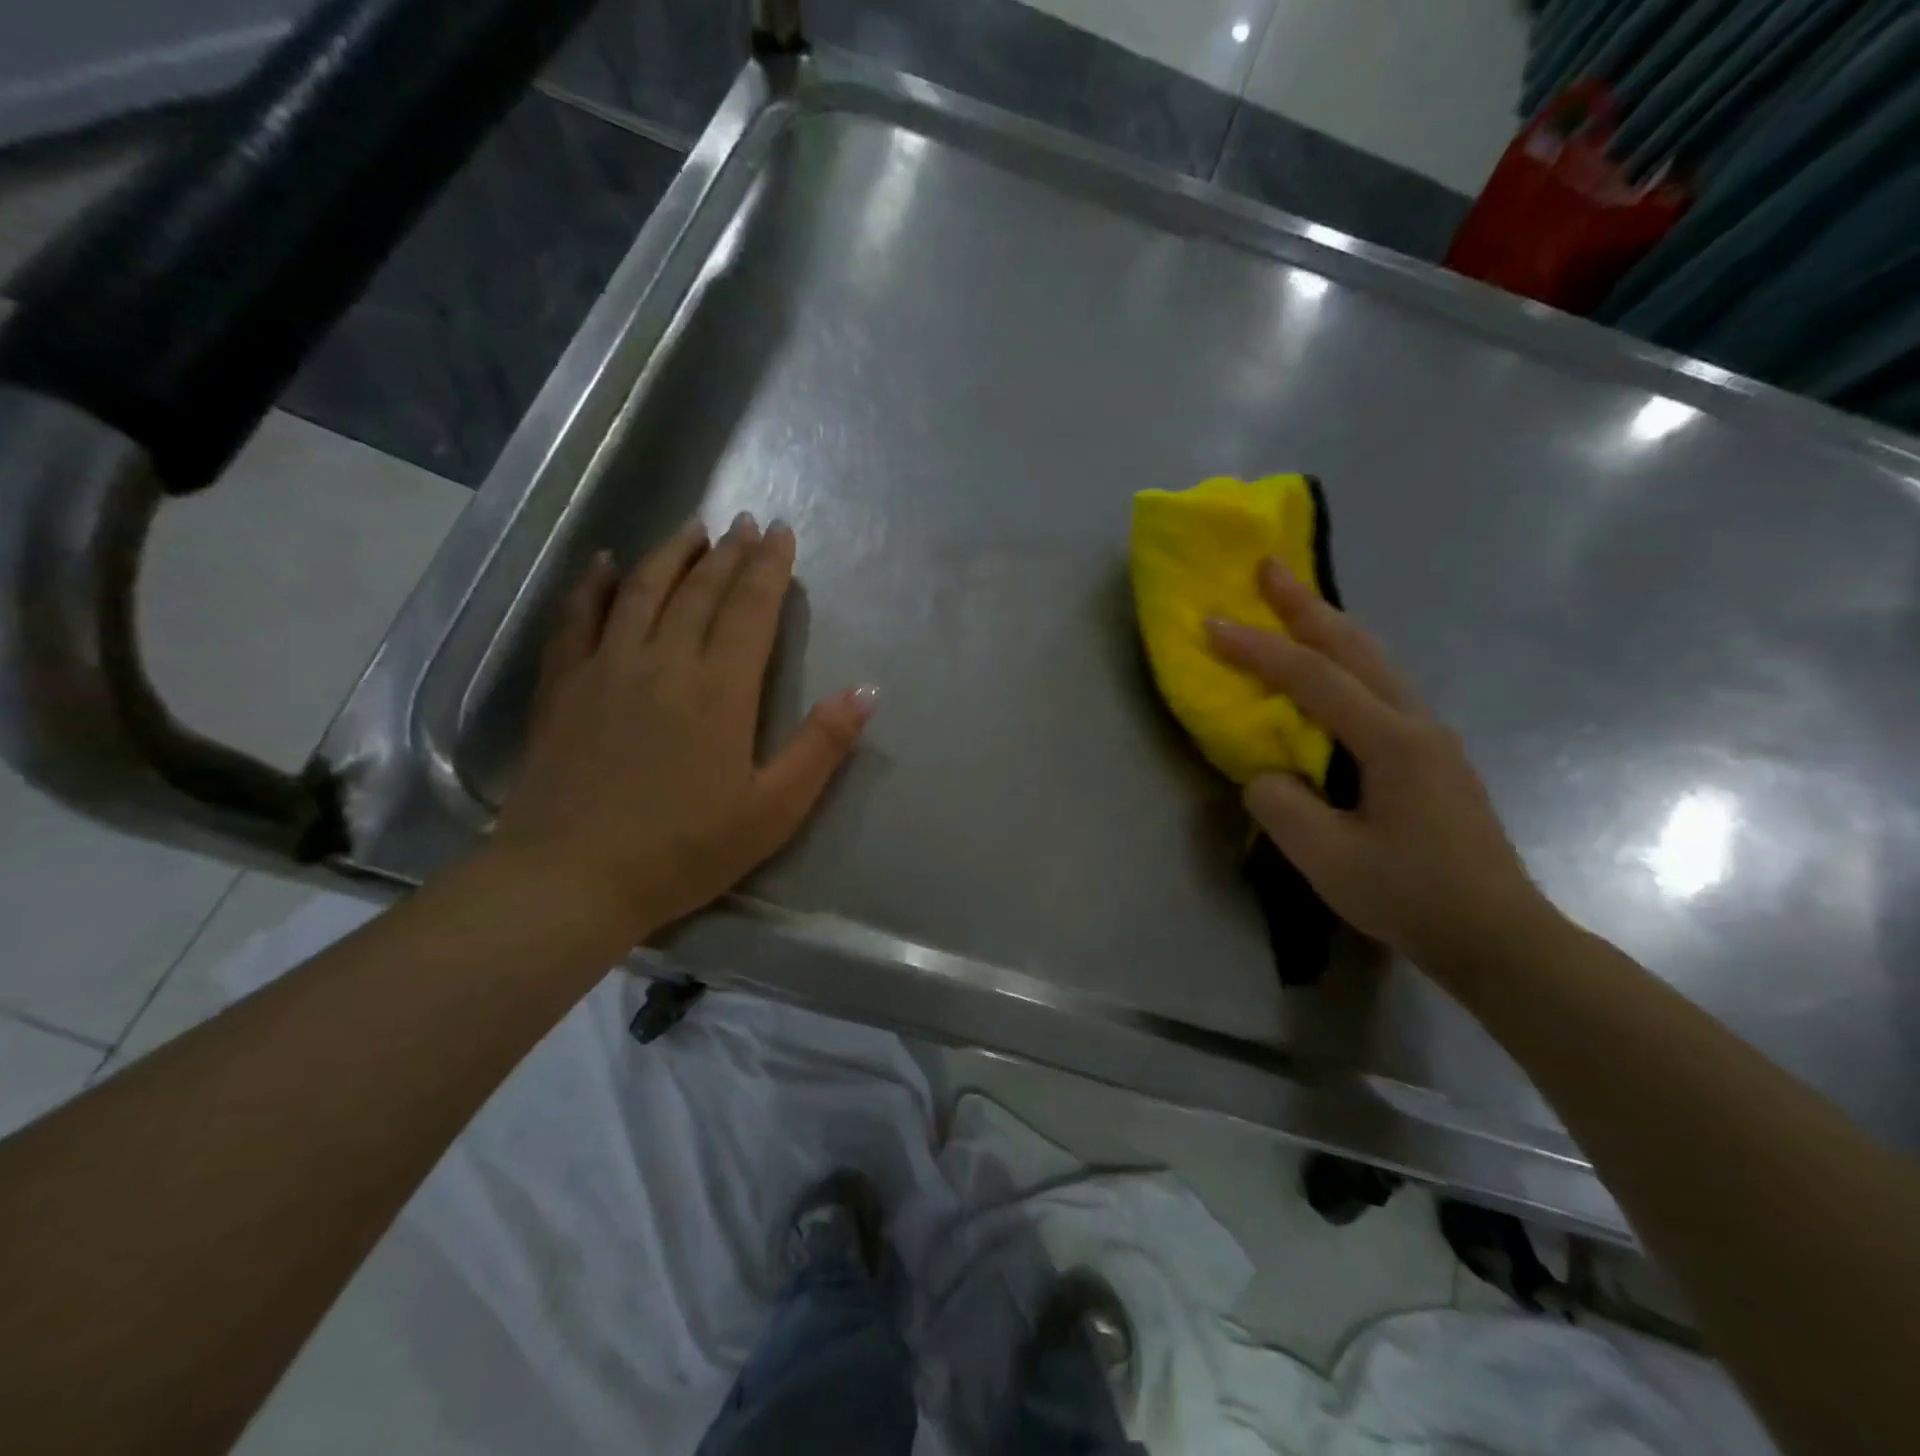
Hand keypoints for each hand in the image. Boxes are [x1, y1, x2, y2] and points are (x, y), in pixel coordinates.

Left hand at [490, 513, 875, 944]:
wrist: (570, 880)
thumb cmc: (684, 851)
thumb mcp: (773, 811)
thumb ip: (821, 747)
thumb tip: (867, 692)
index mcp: (719, 691)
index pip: (750, 610)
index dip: (768, 568)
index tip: (781, 533)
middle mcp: (663, 662)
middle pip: (700, 591)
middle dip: (728, 552)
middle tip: (745, 522)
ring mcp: (606, 669)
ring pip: (642, 591)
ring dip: (671, 553)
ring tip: (693, 527)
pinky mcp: (564, 687)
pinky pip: (577, 619)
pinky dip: (592, 585)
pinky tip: (604, 564)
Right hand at [1206, 560, 1552, 980]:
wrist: (1498, 937)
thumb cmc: (1411, 896)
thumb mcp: (1325, 857)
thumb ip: (1279, 804)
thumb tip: (1267, 774)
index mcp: (1392, 740)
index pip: (1312, 678)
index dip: (1258, 648)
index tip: (1212, 623)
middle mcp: (1417, 723)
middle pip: (1356, 648)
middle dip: (1307, 605)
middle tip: (1271, 566)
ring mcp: (1432, 738)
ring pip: (1376, 663)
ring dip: (1330, 629)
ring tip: (1295, 605)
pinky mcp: (1433, 758)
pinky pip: (1382, 689)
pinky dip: (1347, 664)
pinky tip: (1332, 673)